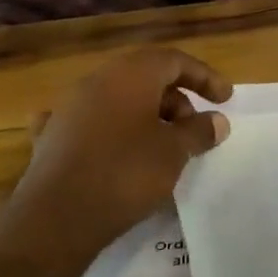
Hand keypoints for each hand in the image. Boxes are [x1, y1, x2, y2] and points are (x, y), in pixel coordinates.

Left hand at [0, 48, 232, 264]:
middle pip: (145, 77)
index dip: (204, 77)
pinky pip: (90, 123)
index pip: (174, 60)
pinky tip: (113, 148)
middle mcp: (96, 81)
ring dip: (146, 116)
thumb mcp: (174, 152)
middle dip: (176, 99)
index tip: (225, 99)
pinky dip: (110, 131)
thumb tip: (217, 121)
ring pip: (117, 99)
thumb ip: (198, 131)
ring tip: (162, 147)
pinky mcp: (52, 136)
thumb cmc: (126, 173)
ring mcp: (69, 107)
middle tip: (193, 131)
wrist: (57, 216)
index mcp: (129, 75)